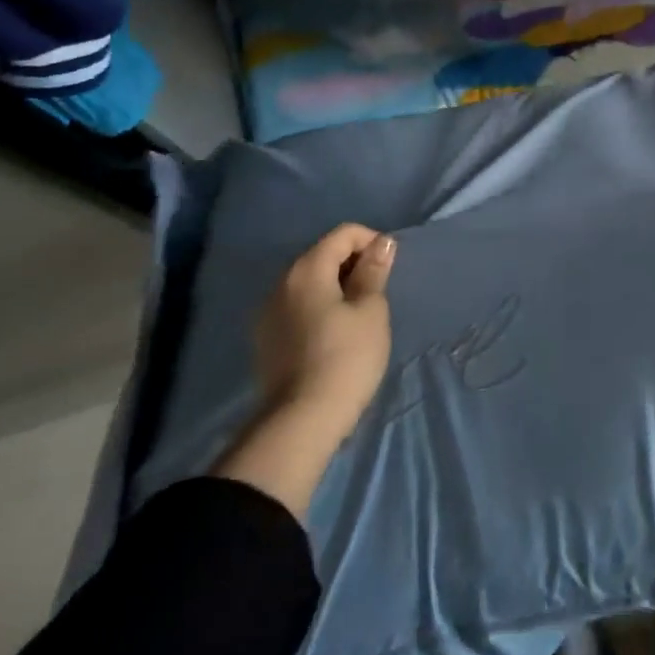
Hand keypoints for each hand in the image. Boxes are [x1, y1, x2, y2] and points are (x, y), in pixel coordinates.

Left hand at [214, 224, 395, 517]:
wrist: (302, 421)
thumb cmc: (346, 357)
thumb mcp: (371, 310)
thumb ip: (374, 272)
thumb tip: (381, 243)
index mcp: (306, 270)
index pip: (343, 234)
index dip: (371, 241)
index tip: (389, 269)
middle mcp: (280, 283)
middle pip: (322, 255)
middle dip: (353, 264)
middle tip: (378, 292)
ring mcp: (267, 313)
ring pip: (309, 282)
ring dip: (336, 287)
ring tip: (359, 314)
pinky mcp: (265, 339)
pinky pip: (297, 306)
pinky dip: (319, 307)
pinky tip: (335, 334)